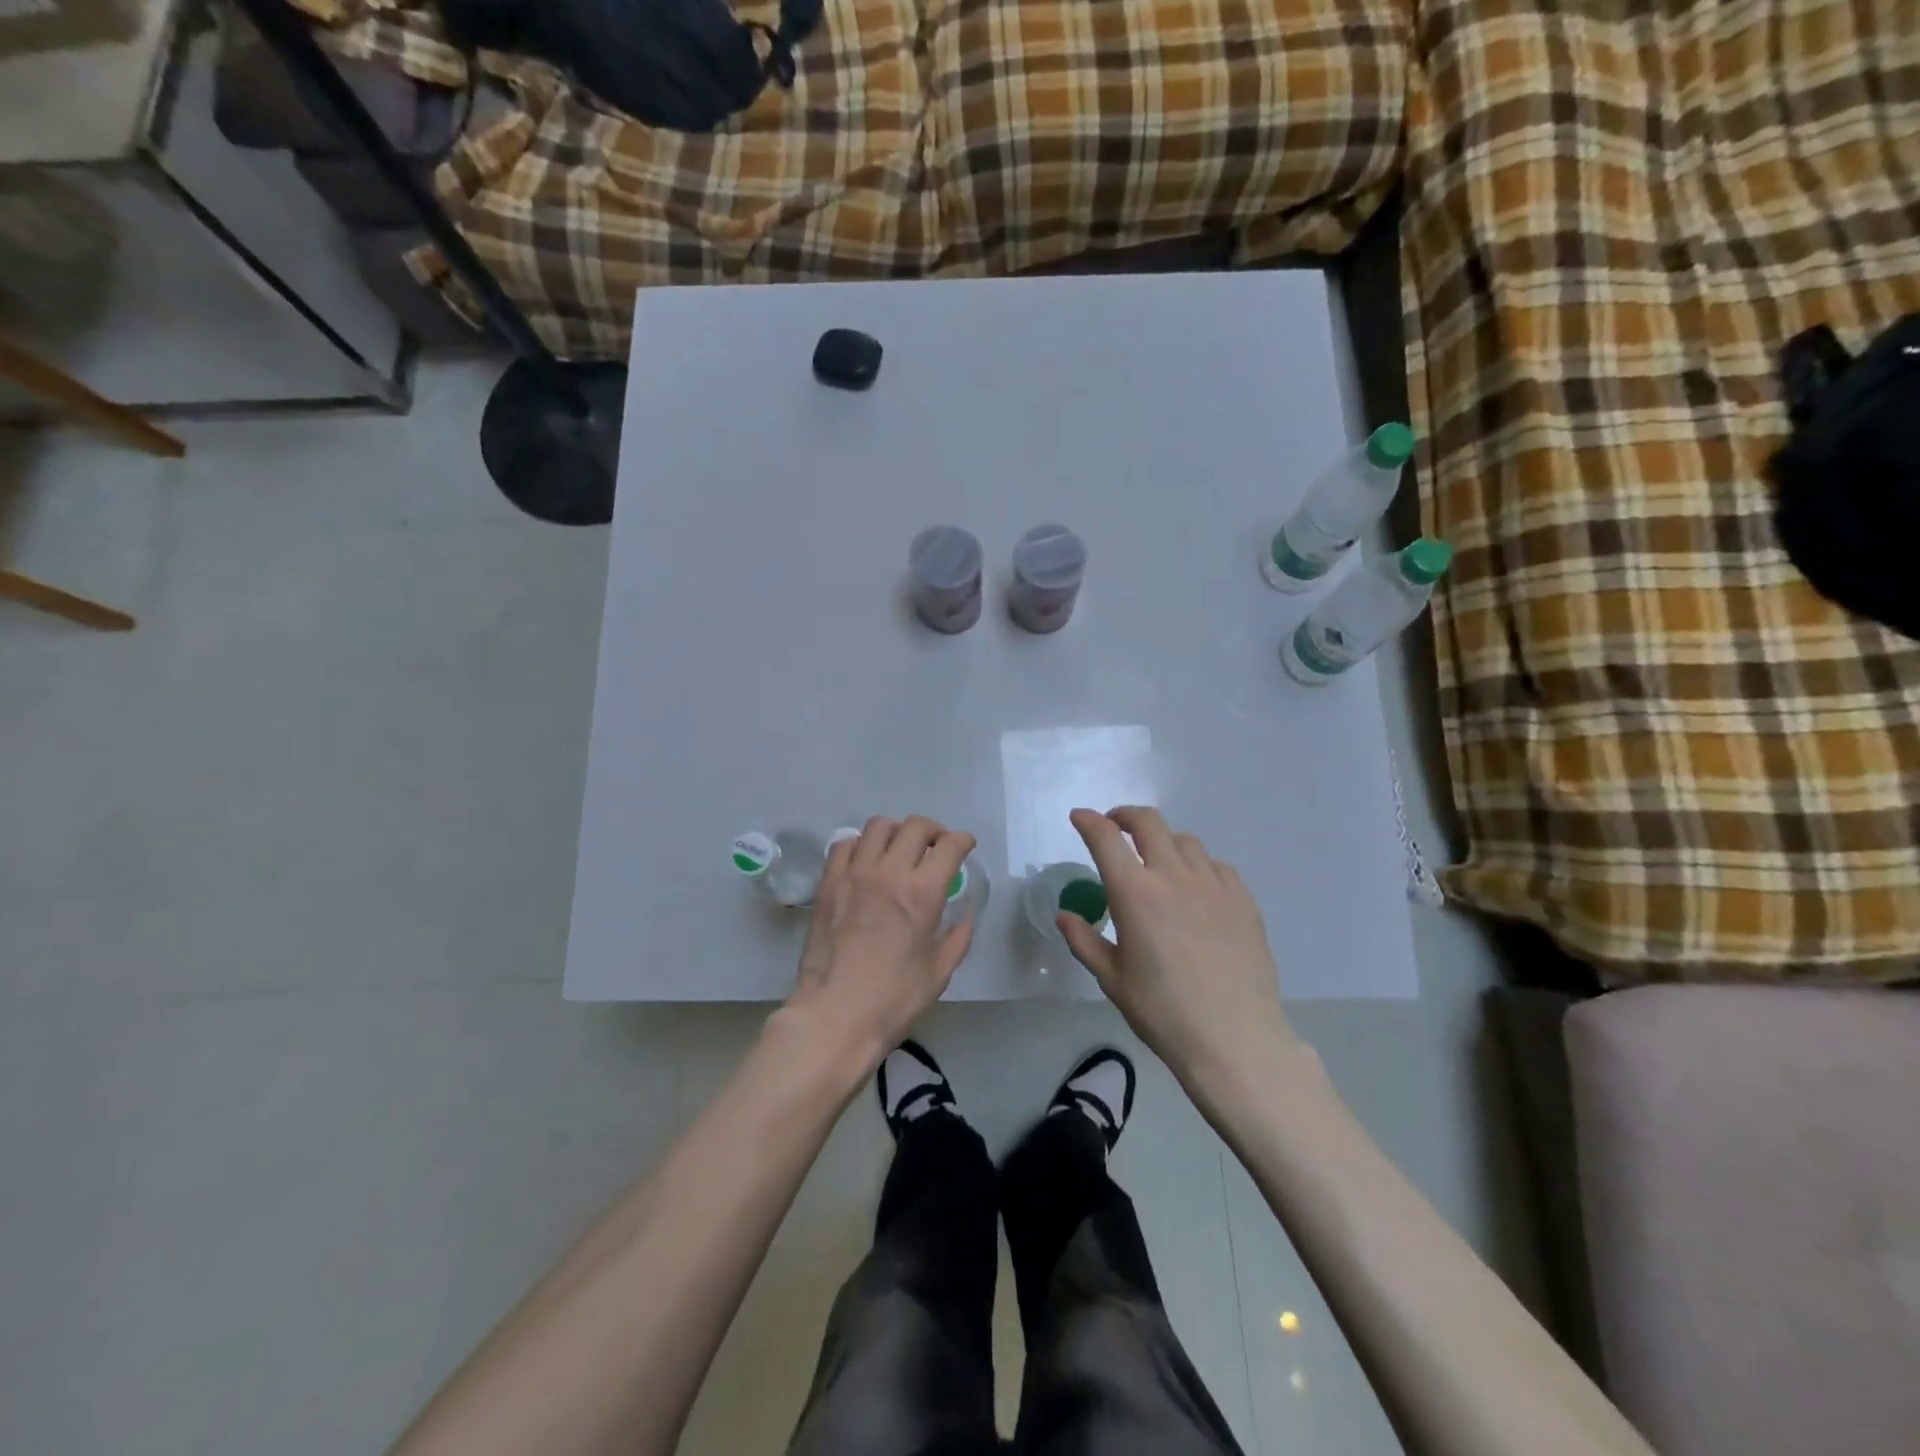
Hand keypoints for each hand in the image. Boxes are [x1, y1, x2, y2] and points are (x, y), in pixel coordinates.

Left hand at [784, 816, 975, 1068]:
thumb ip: (957, 939)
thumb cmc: (893, 1000)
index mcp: (922, 893)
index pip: (950, 845)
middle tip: (936, 847)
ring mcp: (854, 874)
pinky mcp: (828, 883)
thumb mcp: (939, 973)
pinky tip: (866, 862)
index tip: (965, 846)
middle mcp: (889, 873)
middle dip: (934, 830)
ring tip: (899, 849)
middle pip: (915, 826)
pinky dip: (860, 845)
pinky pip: (844, 845)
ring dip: (896, 832)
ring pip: (878, 827)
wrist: (835, 1015)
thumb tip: (965, 918)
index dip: (963, 840)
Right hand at [1060, 807, 1296, 1083]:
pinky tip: (1195, 888)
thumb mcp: (1112, 979)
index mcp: (1134, 893)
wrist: (1235, 1039)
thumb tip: (1065, 915)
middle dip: (1125, 816)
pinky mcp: (1242, 900)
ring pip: (1184, 841)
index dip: (1088, 821)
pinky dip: (1197, 865)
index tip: (1079, 818)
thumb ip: (1085, 941)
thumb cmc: (1163, 1012)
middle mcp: (1172, 876)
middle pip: (1148, 822)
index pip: (1105, 838)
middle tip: (1115, 827)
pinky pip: (1216, 865)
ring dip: (1162, 841)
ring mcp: (1213, 885)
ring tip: (1156, 861)